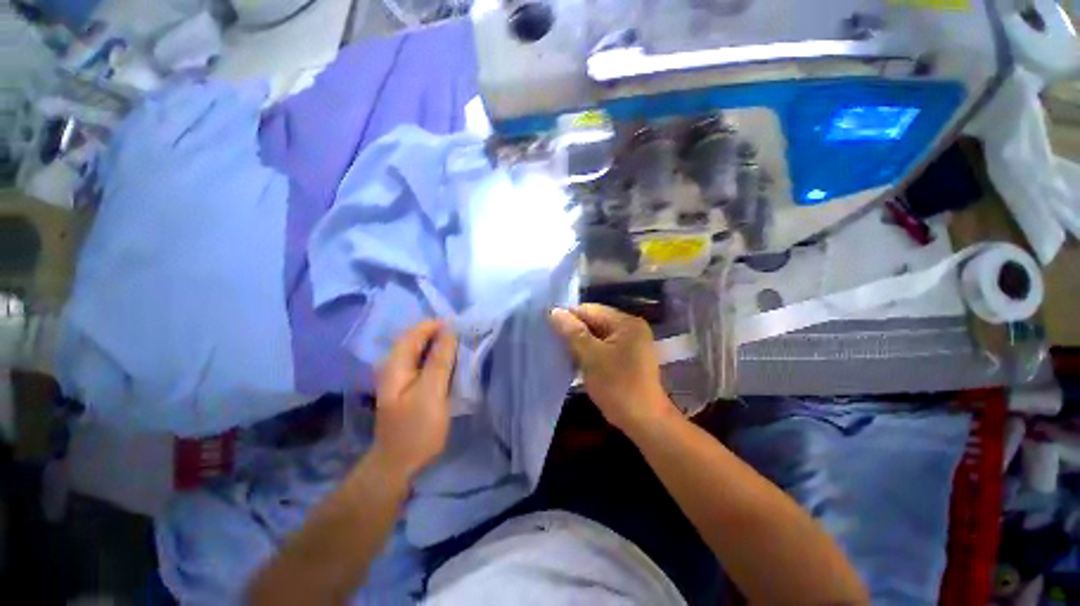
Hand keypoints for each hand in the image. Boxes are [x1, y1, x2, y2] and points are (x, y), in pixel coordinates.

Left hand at [373, 321, 456, 478]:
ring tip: (464, 350)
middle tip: (466, 341)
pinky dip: (442, 359)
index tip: (463, 329)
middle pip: (421, 338)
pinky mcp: (412, 384)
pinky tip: (454, 365)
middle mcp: (396, 364)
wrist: (400, 463)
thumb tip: (450, 329)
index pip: (417, 331)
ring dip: (444, 347)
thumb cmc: (416, 428)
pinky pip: (428, 363)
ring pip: (425, 350)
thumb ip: (439, 359)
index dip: (440, 326)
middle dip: (443, 335)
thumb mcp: (431, 392)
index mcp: (396, 362)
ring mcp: (403, 375)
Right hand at [549, 304, 675, 433]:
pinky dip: (589, 350)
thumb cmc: (617, 386)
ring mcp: (631, 342)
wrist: (644, 421)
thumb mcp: (591, 356)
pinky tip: (576, 359)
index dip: (568, 316)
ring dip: (580, 341)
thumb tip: (554, 311)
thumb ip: (573, 332)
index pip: (590, 310)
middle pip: (595, 321)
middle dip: (574, 330)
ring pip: (597, 334)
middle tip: (552, 340)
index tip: (548, 326)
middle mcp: (630, 327)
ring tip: (561, 349)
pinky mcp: (627, 356)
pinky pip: (603, 346)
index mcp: (626, 323)